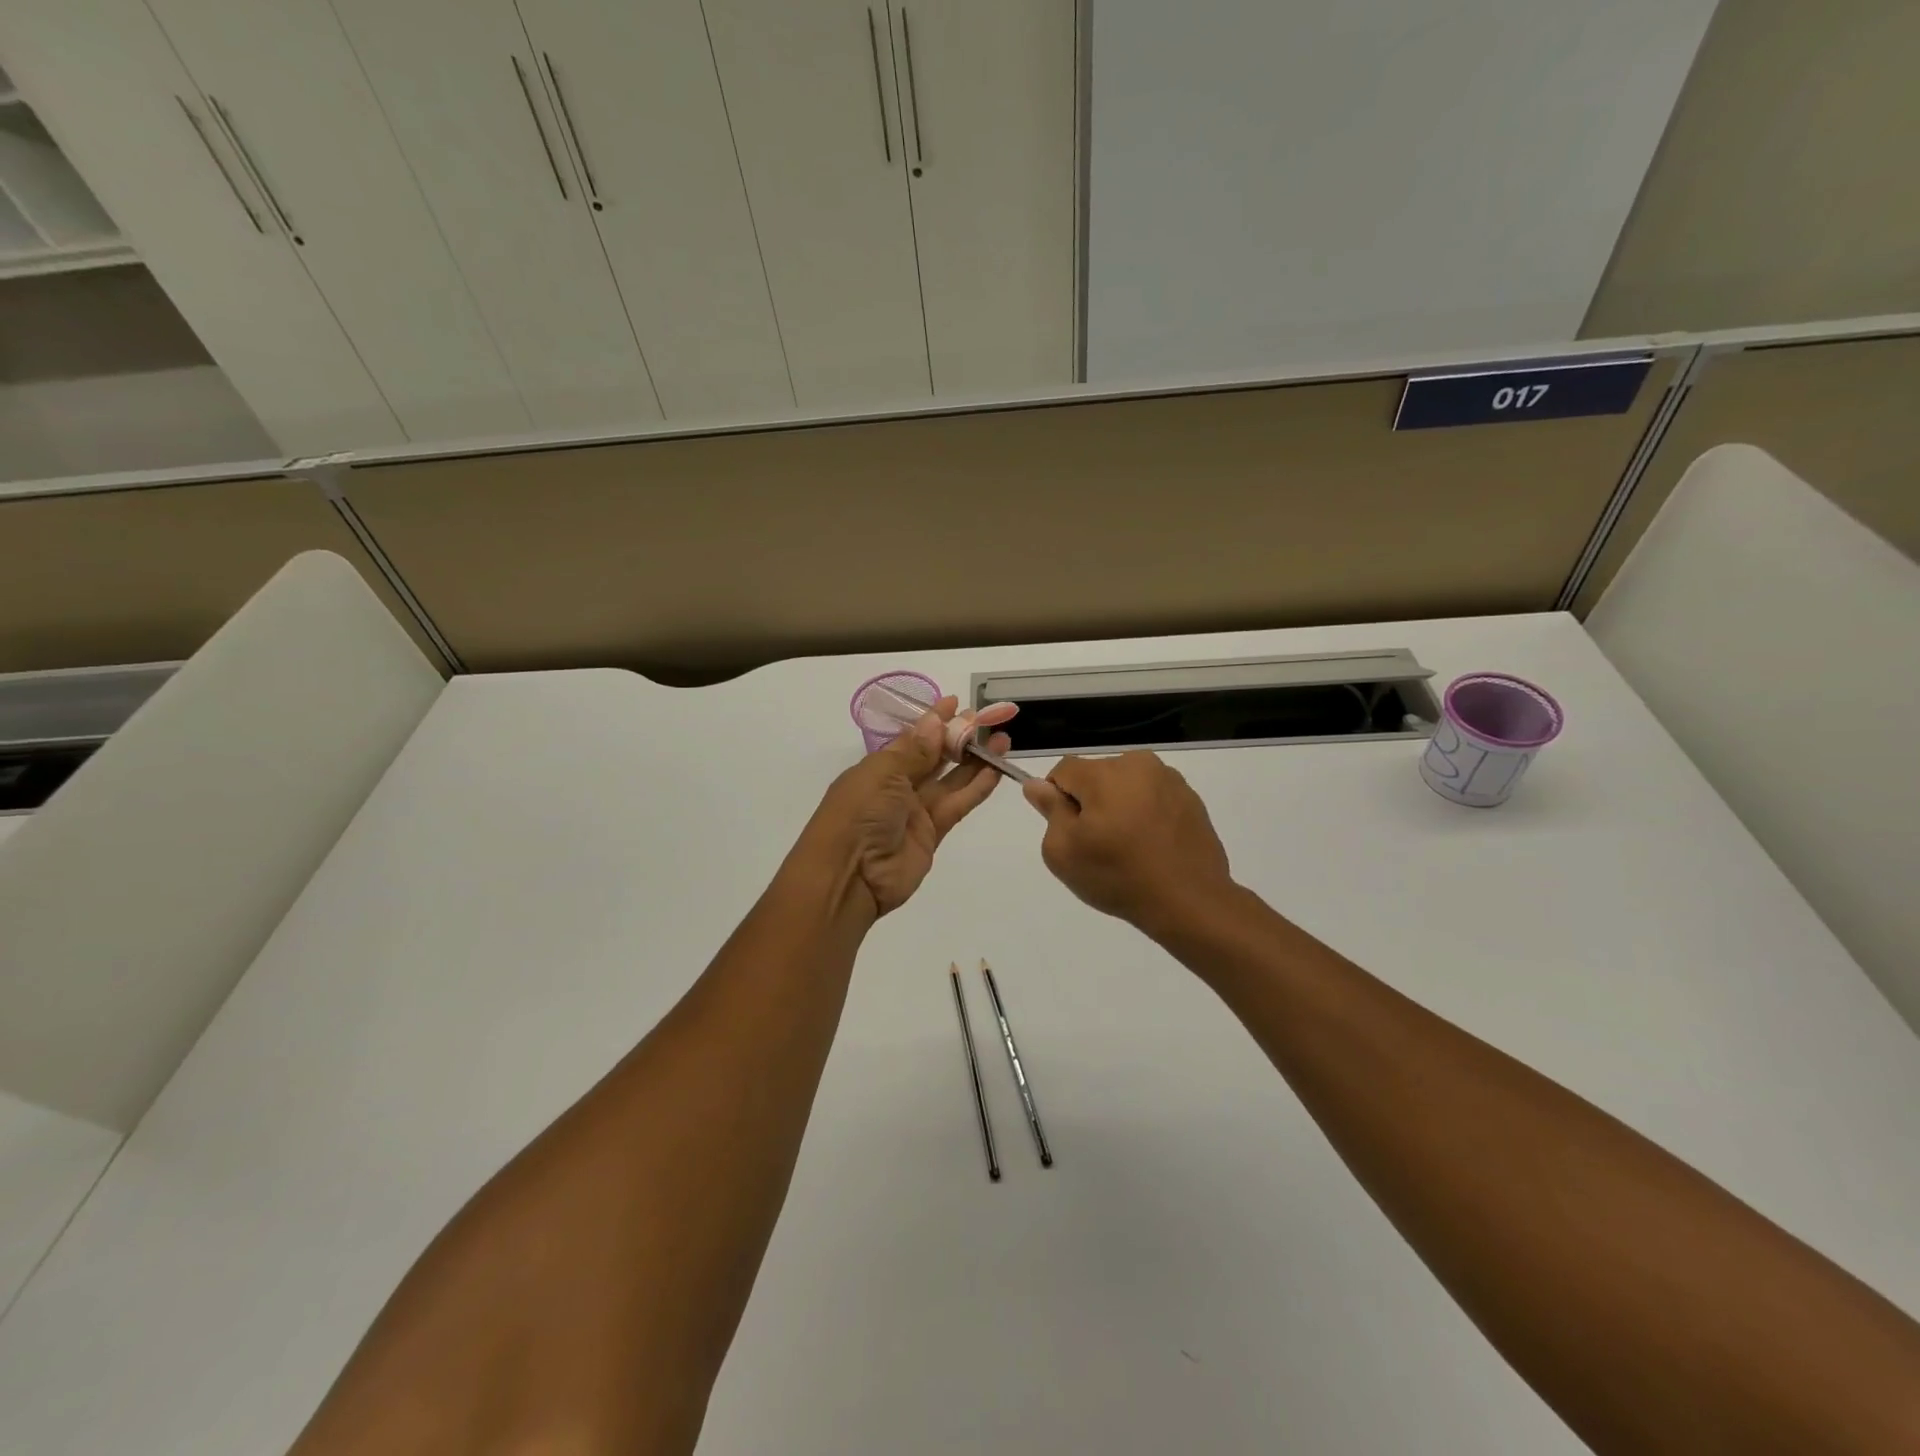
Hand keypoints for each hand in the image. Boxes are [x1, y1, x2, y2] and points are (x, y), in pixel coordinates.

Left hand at [801, 696, 1009, 916]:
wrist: (850, 876)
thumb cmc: (858, 814)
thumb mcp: (883, 775)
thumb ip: (915, 751)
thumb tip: (935, 721)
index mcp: (878, 767)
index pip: (911, 738)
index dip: (933, 721)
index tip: (956, 703)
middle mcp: (897, 786)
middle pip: (934, 757)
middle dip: (958, 738)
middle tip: (988, 720)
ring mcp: (916, 811)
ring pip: (951, 780)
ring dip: (975, 760)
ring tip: (1002, 740)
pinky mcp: (933, 833)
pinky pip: (958, 804)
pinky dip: (977, 788)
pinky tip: (996, 770)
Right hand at [1023, 751, 1235, 935]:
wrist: (1189, 901)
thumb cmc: (1118, 876)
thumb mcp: (1064, 851)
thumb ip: (1049, 810)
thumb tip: (1037, 785)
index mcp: (1104, 772)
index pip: (1063, 770)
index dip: (1057, 799)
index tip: (1069, 831)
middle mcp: (1139, 764)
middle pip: (1097, 775)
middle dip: (1090, 802)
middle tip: (1098, 844)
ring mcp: (1170, 780)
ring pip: (1127, 785)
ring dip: (1119, 806)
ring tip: (1129, 848)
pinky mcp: (1191, 799)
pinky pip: (1153, 798)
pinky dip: (1146, 815)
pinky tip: (1152, 848)